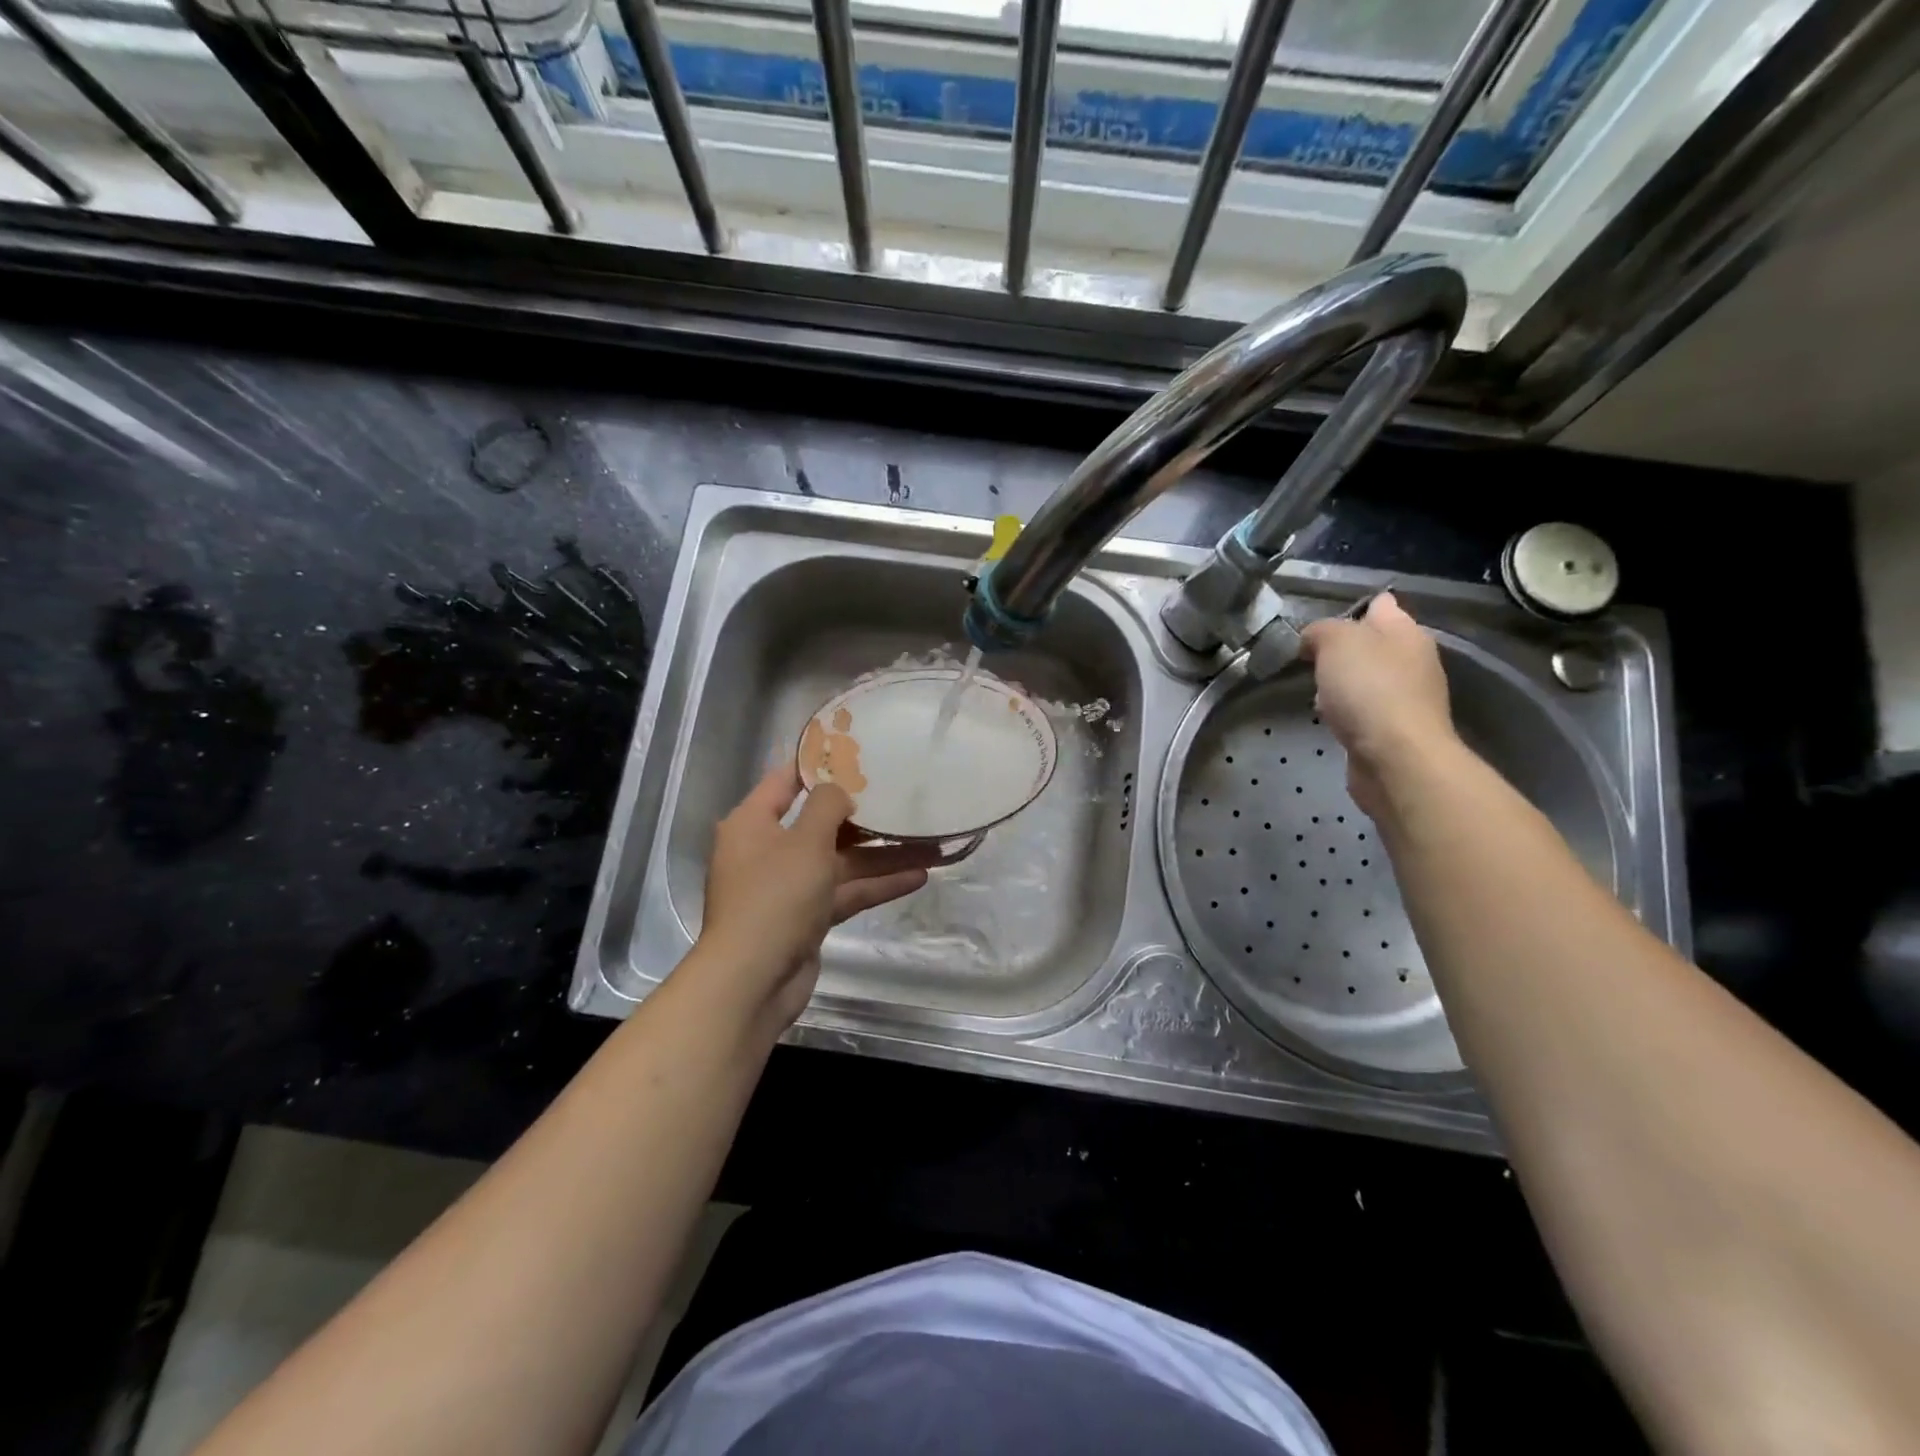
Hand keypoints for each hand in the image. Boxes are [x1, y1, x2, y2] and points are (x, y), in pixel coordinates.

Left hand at [696, 765, 938, 1029]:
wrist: (753, 980)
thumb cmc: (774, 896)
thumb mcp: (805, 841)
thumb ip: (827, 806)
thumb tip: (839, 793)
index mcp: (752, 823)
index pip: (785, 781)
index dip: (819, 766)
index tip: (856, 753)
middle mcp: (768, 850)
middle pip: (821, 823)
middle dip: (865, 816)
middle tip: (903, 798)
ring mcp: (788, 887)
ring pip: (841, 861)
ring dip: (881, 854)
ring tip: (928, 842)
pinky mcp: (807, 917)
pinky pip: (845, 892)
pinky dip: (877, 885)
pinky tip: (918, 876)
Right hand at [1298, 592, 1456, 818]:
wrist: (1395, 757)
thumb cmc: (1368, 689)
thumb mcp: (1335, 641)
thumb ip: (1320, 630)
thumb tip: (1313, 640)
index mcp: (1406, 631)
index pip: (1380, 605)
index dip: (1349, 610)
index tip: (1317, 626)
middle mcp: (1413, 660)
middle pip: (1371, 644)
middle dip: (1340, 651)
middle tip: (1310, 661)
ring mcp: (1407, 697)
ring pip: (1366, 679)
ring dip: (1341, 684)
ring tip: (1316, 693)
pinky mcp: (1395, 729)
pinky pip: (1365, 710)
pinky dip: (1346, 712)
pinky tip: (1331, 720)